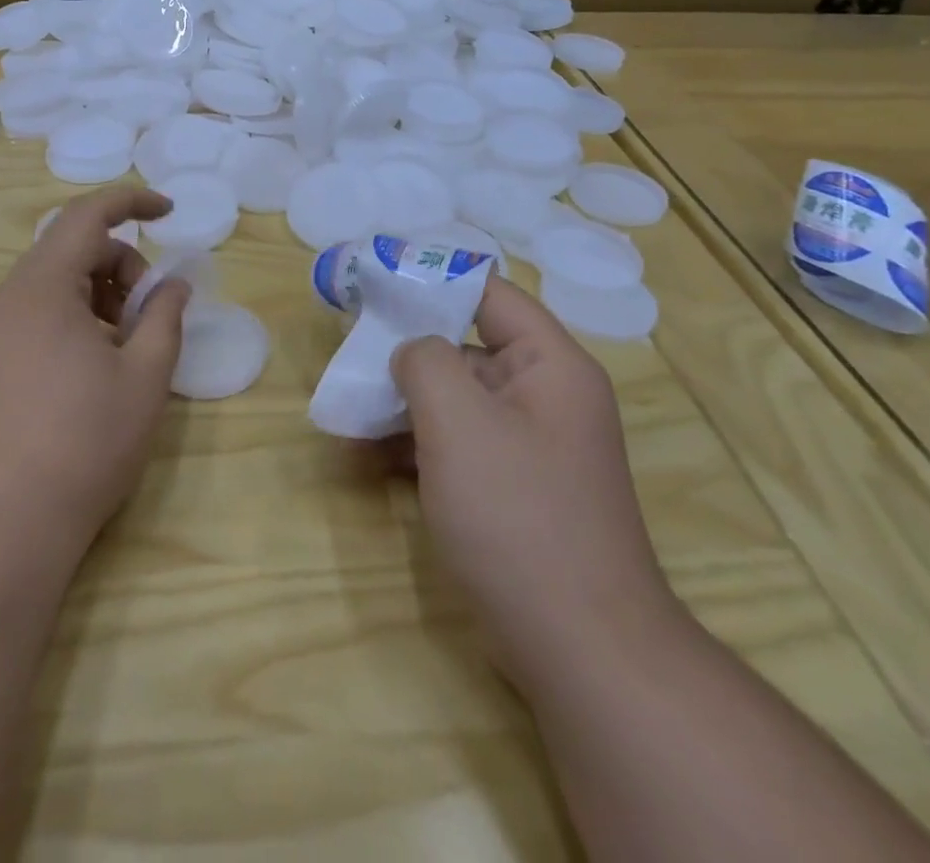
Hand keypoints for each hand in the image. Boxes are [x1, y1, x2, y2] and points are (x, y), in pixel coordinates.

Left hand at [0, 187, 190, 566]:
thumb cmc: (82, 443)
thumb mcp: (144, 376)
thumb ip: (164, 317)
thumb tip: (172, 285)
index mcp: (41, 287)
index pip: (87, 215)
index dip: (132, 201)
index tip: (170, 212)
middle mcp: (6, 299)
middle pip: (71, 251)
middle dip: (121, 267)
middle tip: (150, 316)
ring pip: (53, 286)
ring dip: (98, 298)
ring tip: (124, 350)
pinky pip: (34, 317)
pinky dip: (72, 322)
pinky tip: (92, 372)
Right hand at [389, 277, 679, 688]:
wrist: (581, 649)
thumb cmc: (518, 515)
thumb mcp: (459, 421)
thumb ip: (425, 361)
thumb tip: (413, 352)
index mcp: (549, 364)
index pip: (489, 293)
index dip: (432, 280)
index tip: (375, 284)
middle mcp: (545, 396)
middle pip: (467, 347)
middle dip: (407, 352)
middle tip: (351, 354)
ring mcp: (530, 446)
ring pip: (457, 400)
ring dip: (403, 403)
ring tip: (348, 410)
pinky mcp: (514, 489)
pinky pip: (459, 445)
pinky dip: (416, 445)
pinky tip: (367, 458)